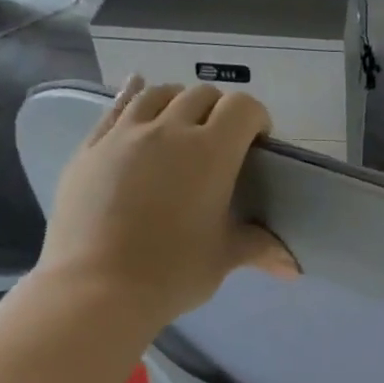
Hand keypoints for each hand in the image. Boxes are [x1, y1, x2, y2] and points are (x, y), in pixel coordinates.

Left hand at [36, 79, 295, 331]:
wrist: (97, 288)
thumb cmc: (173, 271)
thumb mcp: (224, 257)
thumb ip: (259, 247)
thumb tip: (292, 268)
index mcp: (212, 153)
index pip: (242, 108)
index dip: (256, 118)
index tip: (259, 144)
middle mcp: (169, 131)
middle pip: (202, 95)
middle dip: (219, 111)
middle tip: (222, 143)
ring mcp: (125, 135)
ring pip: (158, 94)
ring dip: (178, 102)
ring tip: (181, 126)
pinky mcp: (91, 148)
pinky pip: (116, 107)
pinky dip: (133, 97)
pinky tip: (136, 95)